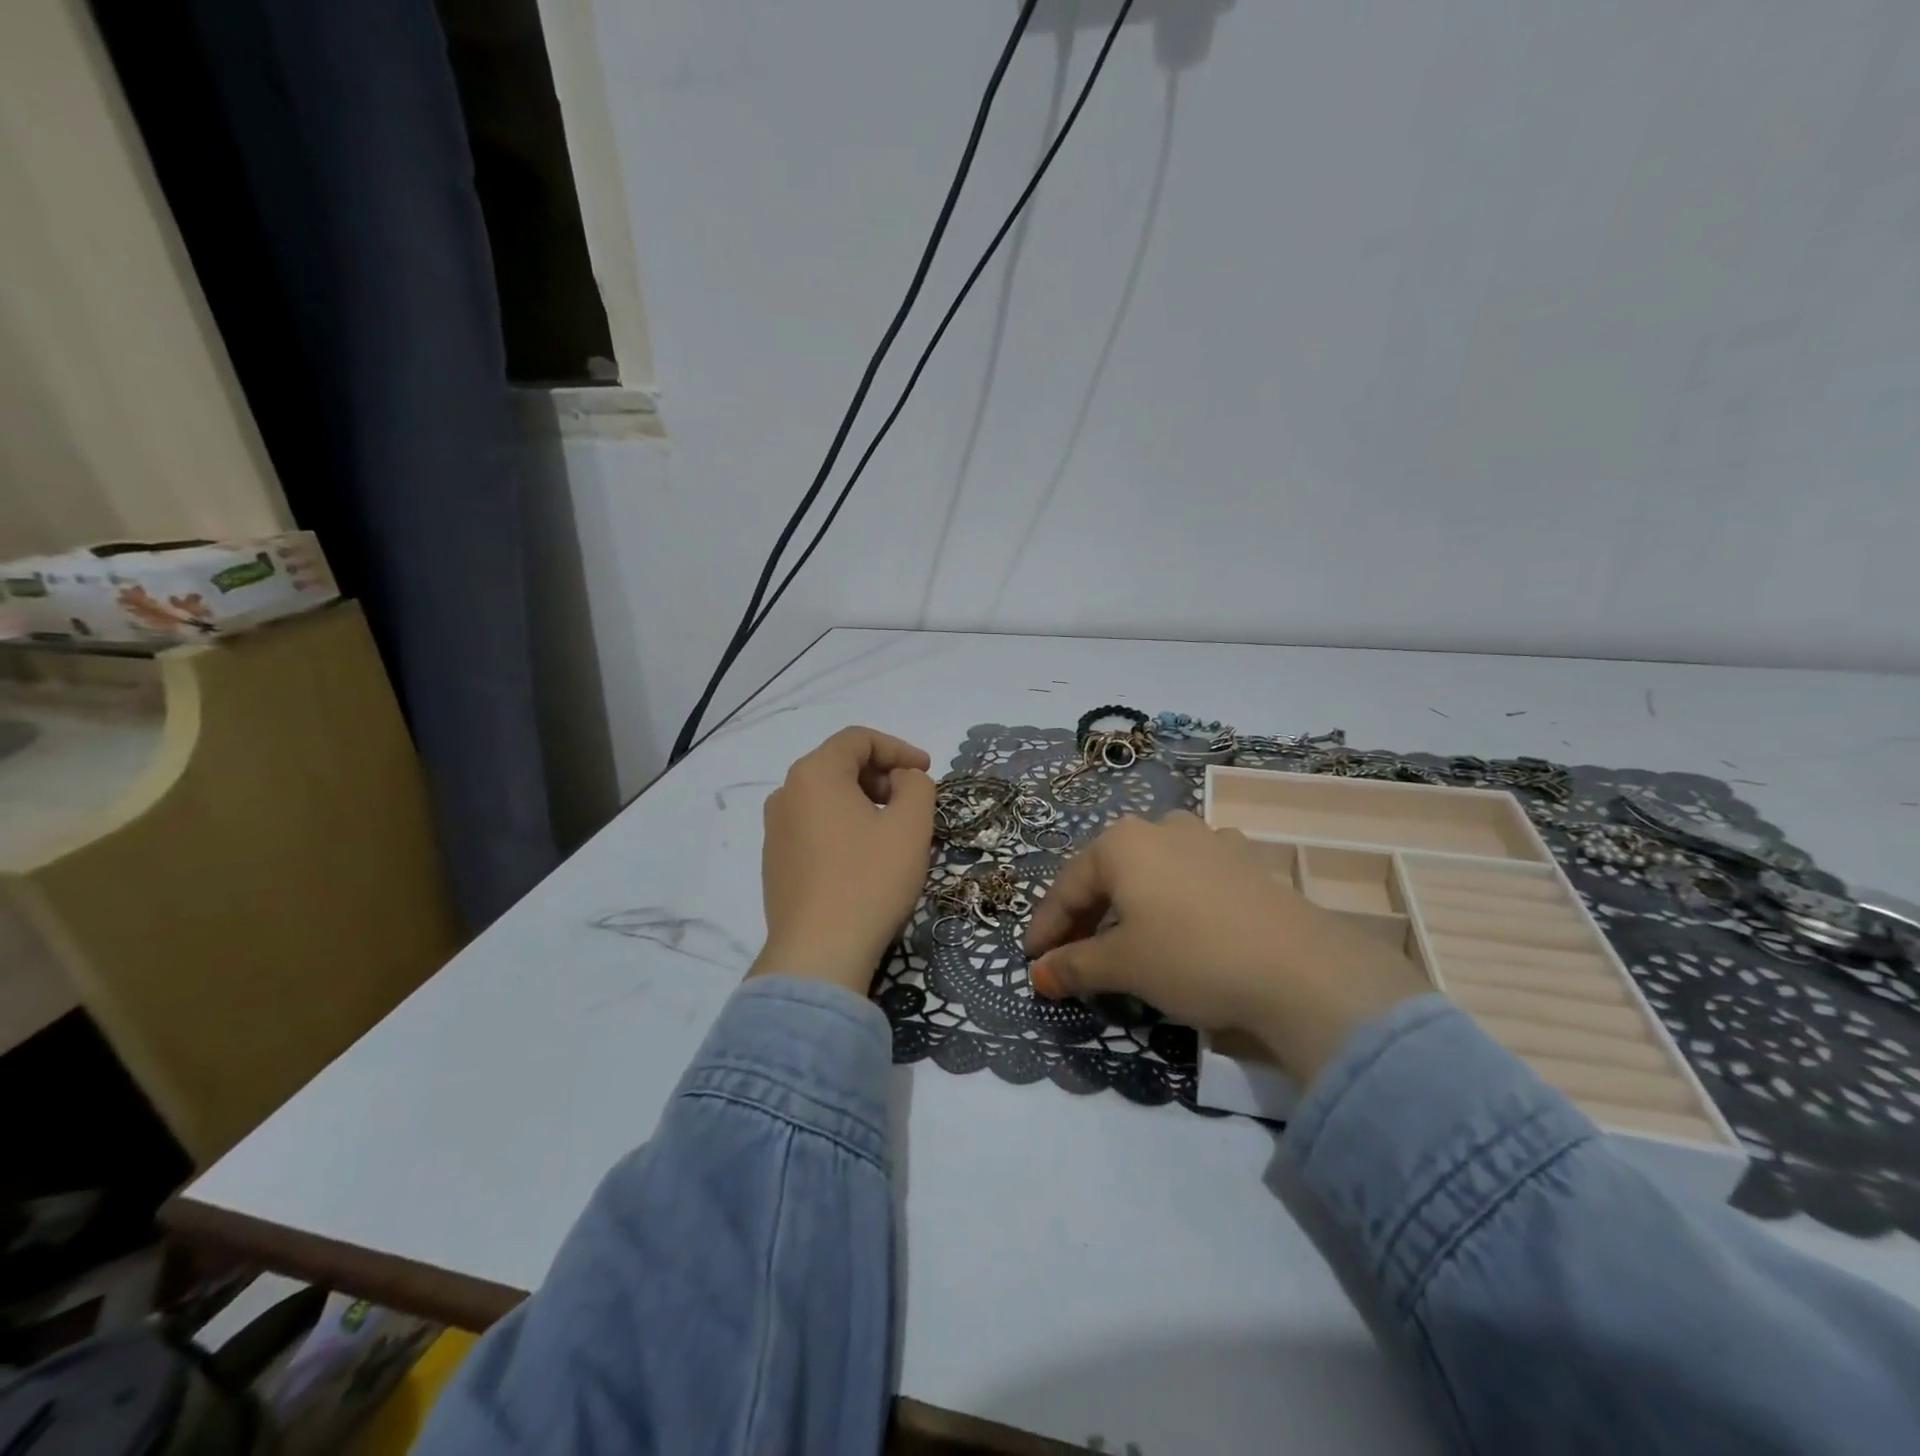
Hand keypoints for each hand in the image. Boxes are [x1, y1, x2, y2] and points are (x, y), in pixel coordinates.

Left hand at [750, 727, 936, 993]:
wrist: (818, 953)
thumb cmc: (869, 880)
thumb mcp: (911, 826)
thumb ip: (916, 785)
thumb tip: (902, 780)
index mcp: (814, 774)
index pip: (858, 739)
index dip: (898, 748)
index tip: (927, 771)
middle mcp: (786, 793)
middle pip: (839, 765)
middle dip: (882, 775)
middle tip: (913, 801)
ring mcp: (775, 830)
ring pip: (826, 797)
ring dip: (864, 802)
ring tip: (893, 831)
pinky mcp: (775, 862)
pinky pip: (814, 826)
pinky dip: (843, 826)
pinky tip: (865, 858)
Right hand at [1023, 812, 1428, 1085]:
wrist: (1299, 969)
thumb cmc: (1191, 957)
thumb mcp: (1122, 966)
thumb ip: (1073, 966)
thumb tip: (1038, 974)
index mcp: (1121, 843)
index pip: (1067, 887)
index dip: (1046, 927)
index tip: (1033, 961)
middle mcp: (1161, 828)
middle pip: (1107, 874)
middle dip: (1085, 916)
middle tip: (1071, 956)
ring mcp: (1208, 838)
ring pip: (1150, 870)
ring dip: (1129, 903)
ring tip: (1125, 937)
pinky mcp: (1245, 859)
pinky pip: (1193, 874)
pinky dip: (1174, 898)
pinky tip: (1182, 918)